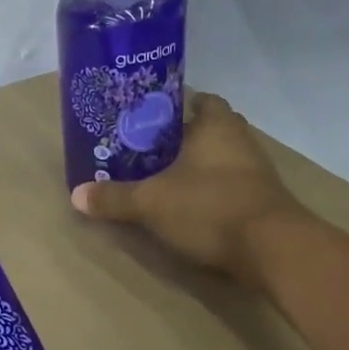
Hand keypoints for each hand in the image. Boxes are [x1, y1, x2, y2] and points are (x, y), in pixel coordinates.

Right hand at [71, 92, 307, 283]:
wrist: (273, 250)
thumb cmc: (210, 208)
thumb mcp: (151, 203)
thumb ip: (114, 198)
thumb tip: (76, 195)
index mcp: (215, 125)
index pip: (199, 99)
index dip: (174, 106)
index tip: (148, 120)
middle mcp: (240, 140)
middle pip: (208, 130)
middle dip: (180, 140)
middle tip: (146, 152)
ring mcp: (256, 171)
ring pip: (219, 159)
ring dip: (196, 168)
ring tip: (161, 181)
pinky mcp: (262, 200)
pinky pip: (229, 186)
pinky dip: (210, 192)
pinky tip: (188, 208)